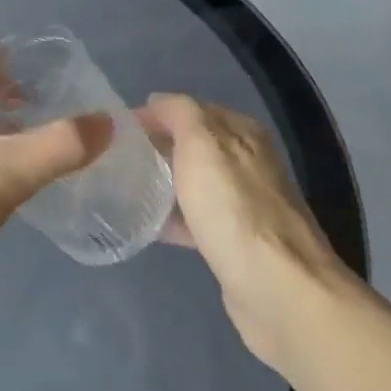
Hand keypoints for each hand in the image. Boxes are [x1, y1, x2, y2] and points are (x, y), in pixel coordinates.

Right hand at [137, 94, 352, 370]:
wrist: (278, 289)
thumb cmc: (235, 210)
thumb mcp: (203, 146)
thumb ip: (180, 114)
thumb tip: (157, 101)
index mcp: (242, 134)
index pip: (191, 110)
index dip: (155, 115)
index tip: (116, 129)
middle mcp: (246, 162)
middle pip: (191, 146)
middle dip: (155, 148)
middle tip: (113, 158)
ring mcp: (242, 203)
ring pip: (191, 182)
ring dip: (160, 182)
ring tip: (119, 188)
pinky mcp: (233, 240)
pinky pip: (194, 218)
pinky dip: (170, 216)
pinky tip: (142, 225)